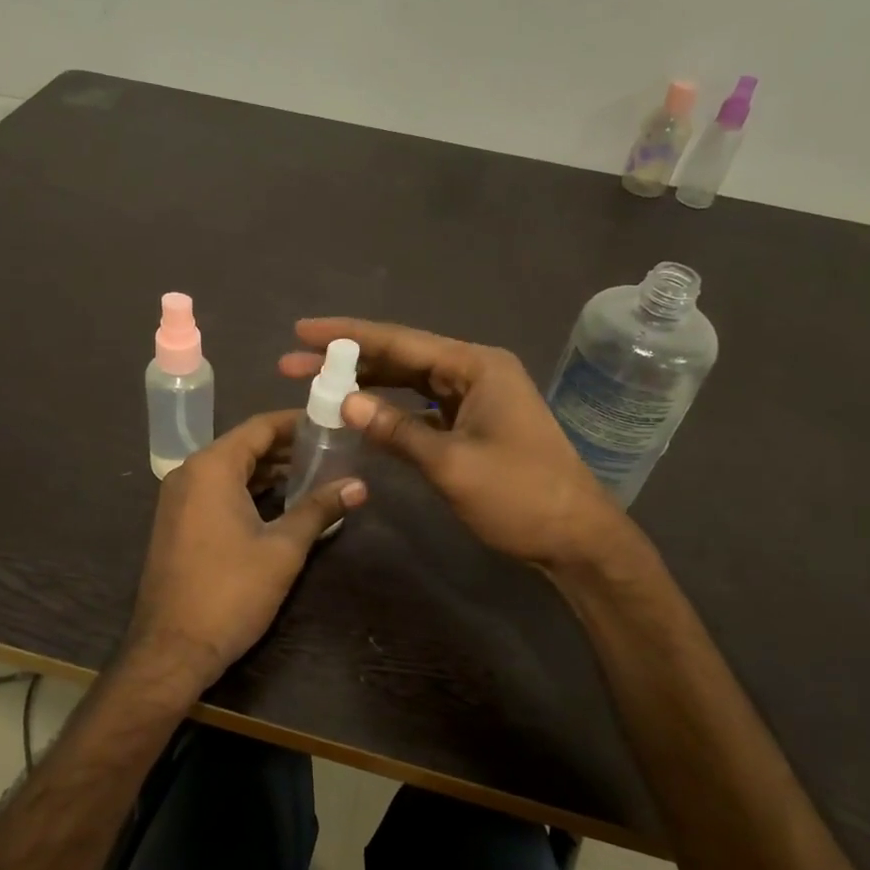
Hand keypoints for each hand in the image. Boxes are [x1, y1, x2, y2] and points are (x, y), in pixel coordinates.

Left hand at [123, 409, 366, 699]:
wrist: (172, 648)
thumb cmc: (230, 592)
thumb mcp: (283, 548)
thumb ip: (319, 509)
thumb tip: (359, 485)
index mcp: (212, 467)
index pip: (260, 427)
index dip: (296, 422)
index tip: (331, 422)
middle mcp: (189, 473)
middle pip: (244, 445)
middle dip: (286, 447)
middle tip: (330, 450)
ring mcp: (178, 498)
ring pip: (230, 470)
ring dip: (269, 470)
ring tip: (314, 474)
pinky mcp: (177, 522)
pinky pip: (216, 491)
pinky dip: (248, 489)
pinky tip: (280, 502)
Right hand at [280, 318, 645, 574]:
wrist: (575, 538)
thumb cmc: (519, 496)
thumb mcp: (451, 464)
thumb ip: (396, 430)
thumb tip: (344, 402)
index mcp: (476, 366)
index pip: (400, 341)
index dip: (347, 336)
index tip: (302, 331)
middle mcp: (475, 372)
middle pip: (401, 358)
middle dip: (348, 360)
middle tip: (293, 364)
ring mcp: (475, 399)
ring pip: (409, 382)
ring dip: (366, 385)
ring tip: (316, 385)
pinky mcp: (472, 425)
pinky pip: (421, 408)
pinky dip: (390, 411)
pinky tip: (359, 415)